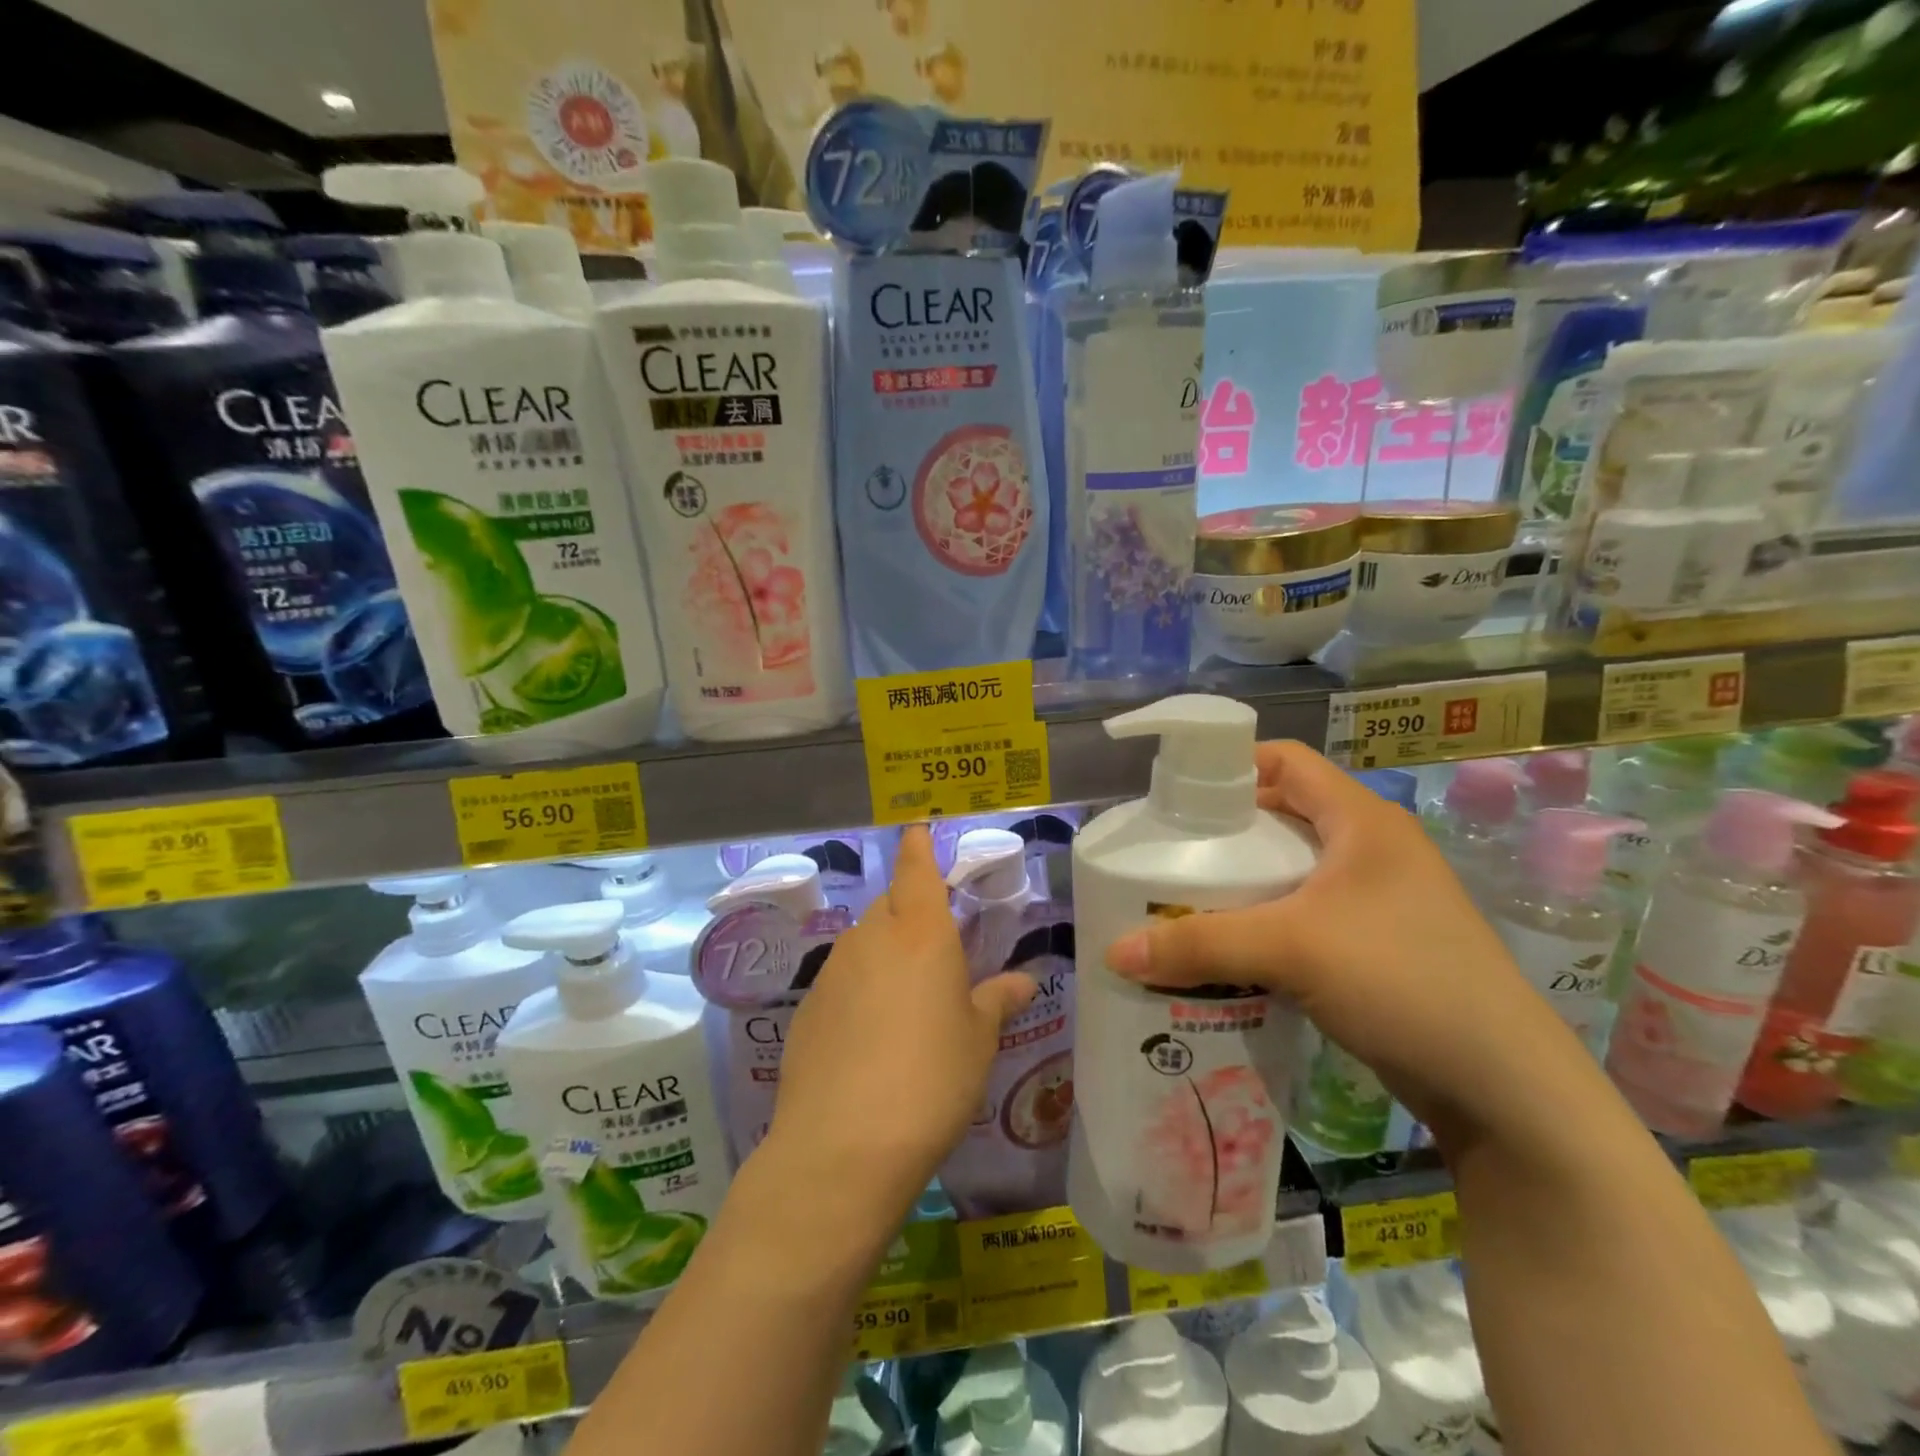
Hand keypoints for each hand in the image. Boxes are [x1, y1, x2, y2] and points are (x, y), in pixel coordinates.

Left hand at [767, 826, 1037, 1216]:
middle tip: (934, 946)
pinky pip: (842, 980)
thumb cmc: (930, 1080)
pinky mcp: (807, 1007)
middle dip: (910, 910)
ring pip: (864, 942)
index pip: (917, 870)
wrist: (843, 1145)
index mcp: (921, 933)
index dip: (917, 847)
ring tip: (906, 999)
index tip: (917, 829)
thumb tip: (1021, 981)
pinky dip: (859, 988)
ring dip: (885, 952)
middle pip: (891, 906)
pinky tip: (870, 1034)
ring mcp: (833, 972)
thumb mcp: (977, 1042)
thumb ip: (995, 1002)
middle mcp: (872, 938)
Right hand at [1105, 741, 1582, 1147]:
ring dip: (1241, 886)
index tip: (1176, 797)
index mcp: (1361, 821)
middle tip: (1168, 858)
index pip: (1286, 760)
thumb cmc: (1403, 980)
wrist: (1505, 1089)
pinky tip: (1228, 952)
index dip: (1230, 765)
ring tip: (1186, 905)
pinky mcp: (1377, 946)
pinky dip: (1263, 925)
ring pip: (1291, 873)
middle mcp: (1371, 849)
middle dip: (1223, 835)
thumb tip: (1115, 953)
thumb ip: (1199, 944)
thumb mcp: (1291, 949)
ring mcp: (1378, 901)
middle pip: (1281, 817)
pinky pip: (1304, 917)